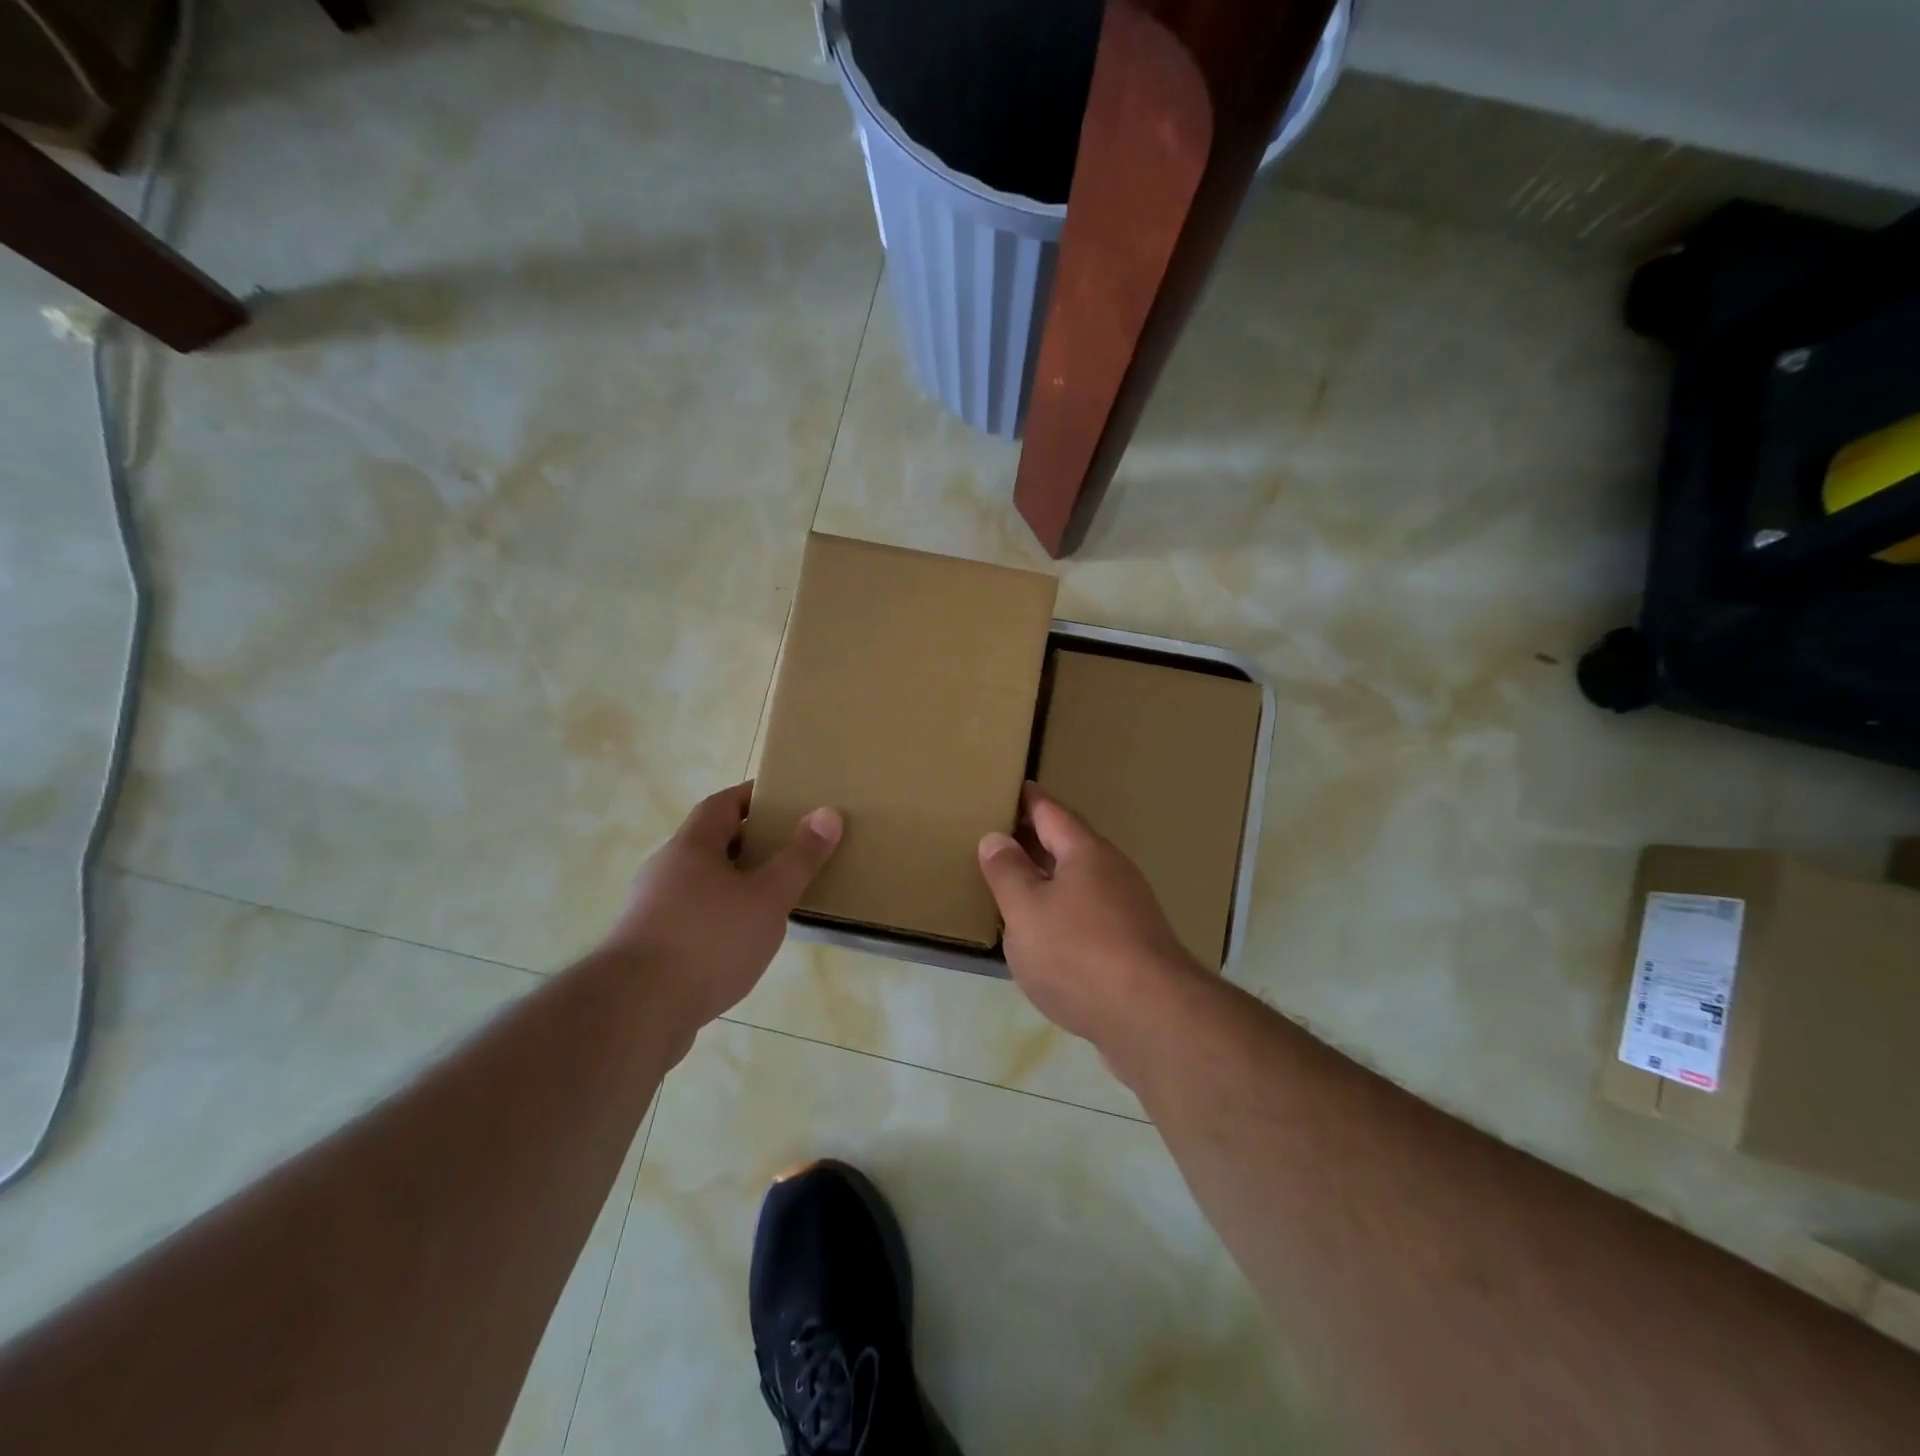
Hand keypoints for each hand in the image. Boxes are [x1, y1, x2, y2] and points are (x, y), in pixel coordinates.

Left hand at [605, 783, 840, 1029]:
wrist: (635, 1012)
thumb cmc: (708, 941)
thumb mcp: (767, 897)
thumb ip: (799, 858)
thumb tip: (827, 812)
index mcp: (691, 846)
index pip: (723, 803)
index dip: (753, 796)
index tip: (785, 798)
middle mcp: (665, 869)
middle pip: (711, 842)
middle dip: (749, 842)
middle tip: (789, 848)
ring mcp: (651, 909)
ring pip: (701, 882)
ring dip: (734, 882)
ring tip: (772, 897)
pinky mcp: (648, 946)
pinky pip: (692, 916)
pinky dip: (720, 916)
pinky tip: (741, 941)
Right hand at [977, 784, 1202, 1054]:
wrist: (1152, 1018)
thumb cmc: (1078, 953)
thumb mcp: (1026, 910)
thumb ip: (1007, 872)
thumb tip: (995, 837)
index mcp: (1086, 852)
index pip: (1051, 812)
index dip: (1028, 800)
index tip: (1010, 788)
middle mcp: (1112, 872)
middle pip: (1069, 845)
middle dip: (1036, 840)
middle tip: (999, 836)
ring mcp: (1128, 910)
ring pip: (1080, 882)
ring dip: (1050, 879)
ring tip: (1016, 885)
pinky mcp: (1133, 946)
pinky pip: (1089, 915)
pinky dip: (1063, 913)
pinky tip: (1047, 935)